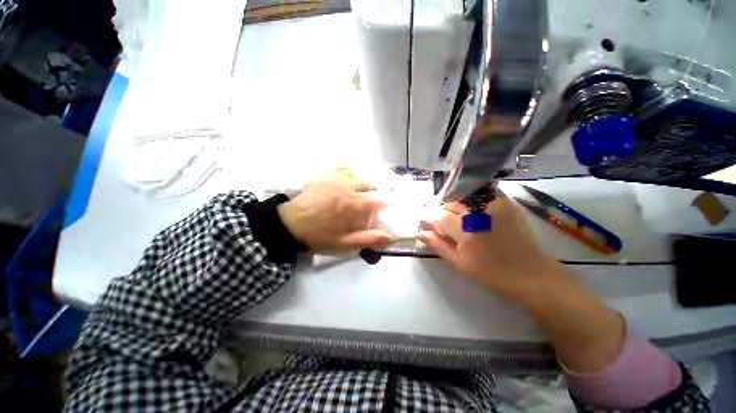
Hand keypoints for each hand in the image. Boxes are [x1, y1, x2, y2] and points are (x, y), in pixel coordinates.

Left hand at [277, 168, 390, 252]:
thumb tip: (388, 235)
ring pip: (360, 174)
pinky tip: (353, 178)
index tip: (378, 212)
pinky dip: (353, 171)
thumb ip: (366, 239)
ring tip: (364, 190)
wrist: (291, 223)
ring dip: (366, 182)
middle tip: (370, 202)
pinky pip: (346, 167)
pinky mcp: (327, 174)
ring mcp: (337, 178)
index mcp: (353, 205)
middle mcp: (348, 187)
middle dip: (375, 193)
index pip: (378, 200)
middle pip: (371, 185)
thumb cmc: (319, 235)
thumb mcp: (343, 243)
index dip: (381, 206)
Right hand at [419, 193, 624, 372]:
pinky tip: (471, 209)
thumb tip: (419, 232)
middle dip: (440, 208)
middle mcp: (477, 212)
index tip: (424, 221)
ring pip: (463, 194)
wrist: (531, 273)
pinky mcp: (505, 202)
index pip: (437, 215)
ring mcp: (493, 204)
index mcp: (465, 229)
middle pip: (449, 200)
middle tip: (441, 221)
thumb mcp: (459, 263)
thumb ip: (437, 245)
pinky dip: (471, 198)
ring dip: (454, 202)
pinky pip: (480, 192)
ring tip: (456, 215)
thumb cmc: (491, 273)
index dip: (427, 216)